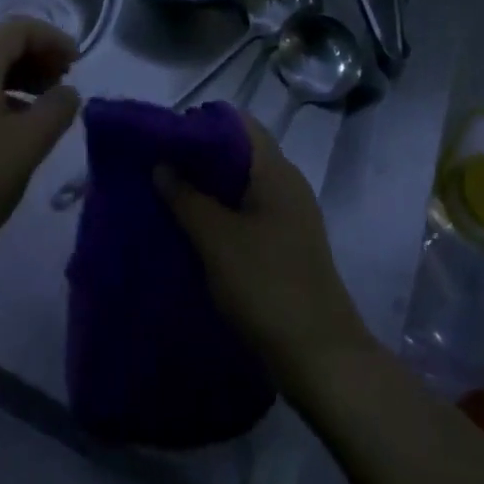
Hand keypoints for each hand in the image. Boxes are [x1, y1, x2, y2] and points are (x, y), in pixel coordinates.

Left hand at [0, 18, 81, 298]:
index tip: (77, 63)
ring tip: (46, 106)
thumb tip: (68, 93)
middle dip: (36, 55)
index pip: (16, 28)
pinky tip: (16, 130)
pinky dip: (1, 97)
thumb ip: (55, 111)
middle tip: (64, 82)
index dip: (51, 38)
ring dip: (20, 77)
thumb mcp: (27, 146)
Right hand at [156, 114, 373, 396]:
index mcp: (276, 170)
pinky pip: (249, 212)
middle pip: (240, 152)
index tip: (167, 137)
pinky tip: (195, 230)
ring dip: (209, 188)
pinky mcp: (287, 245)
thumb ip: (186, 198)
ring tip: (170, 196)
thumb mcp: (217, 240)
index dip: (202, 123)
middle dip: (200, 157)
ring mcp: (291, 216)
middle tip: (161, 166)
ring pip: (243, 184)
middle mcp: (287, 183)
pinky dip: (223, 212)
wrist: (322, 361)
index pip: (238, 123)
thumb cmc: (268, 287)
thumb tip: (161, 163)